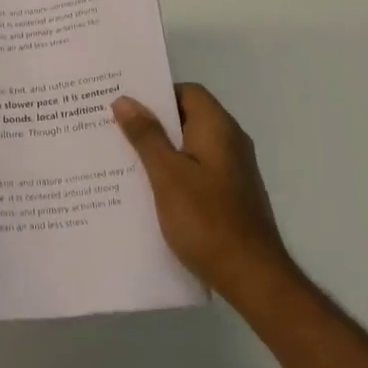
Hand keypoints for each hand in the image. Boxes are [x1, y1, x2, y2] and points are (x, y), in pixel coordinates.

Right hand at [113, 83, 295, 306]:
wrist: (253, 276)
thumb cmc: (206, 220)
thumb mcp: (167, 175)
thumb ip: (146, 136)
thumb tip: (126, 100)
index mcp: (217, 128)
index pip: (188, 91)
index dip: (157, 93)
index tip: (126, 104)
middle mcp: (230, 141)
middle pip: (188, 117)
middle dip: (153, 122)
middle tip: (115, 128)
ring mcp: (233, 170)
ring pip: (191, 146)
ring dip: (161, 149)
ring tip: (124, 158)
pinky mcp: (231, 195)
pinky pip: (198, 170)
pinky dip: (175, 172)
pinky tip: (150, 190)